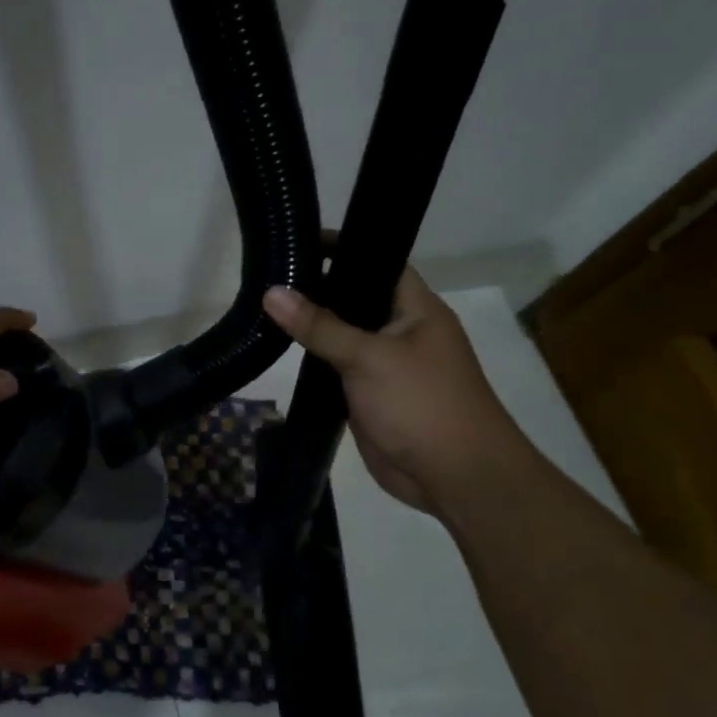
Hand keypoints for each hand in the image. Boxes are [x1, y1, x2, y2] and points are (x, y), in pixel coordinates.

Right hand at [262, 269, 524, 512]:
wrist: (454, 476)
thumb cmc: (422, 403)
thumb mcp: (368, 357)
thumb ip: (319, 325)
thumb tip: (272, 292)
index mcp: (416, 309)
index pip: (379, 261)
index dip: (343, 247)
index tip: (298, 240)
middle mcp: (401, 330)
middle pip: (355, 298)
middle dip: (317, 287)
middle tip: (269, 273)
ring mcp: (384, 364)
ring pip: (342, 335)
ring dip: (311, 326)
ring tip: (263, 305)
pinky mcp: (368, 394)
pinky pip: (336, 368)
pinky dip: (313, 359)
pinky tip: (279, 349)